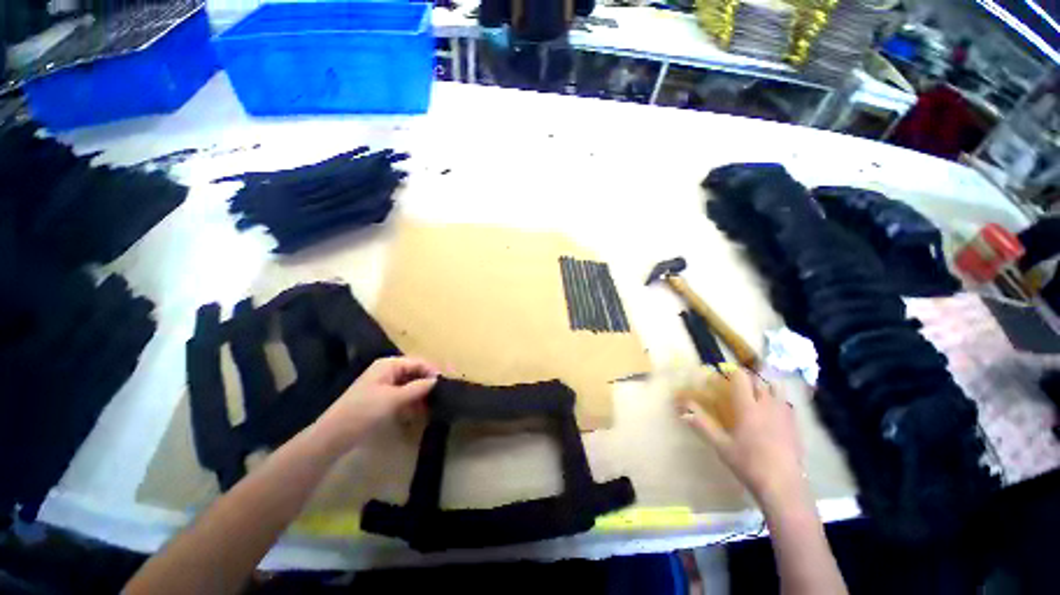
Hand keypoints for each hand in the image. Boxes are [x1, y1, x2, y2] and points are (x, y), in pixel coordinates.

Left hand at [313, 357, 438, 453]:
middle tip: (440, 398)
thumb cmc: (364, 411)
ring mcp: (383, 384)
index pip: (418, 362)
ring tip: (430, 408)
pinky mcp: (381, 398)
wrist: (334, 435)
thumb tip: (437, 380)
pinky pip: (402, 395)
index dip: (432, 372)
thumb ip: (417, 388)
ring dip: (419, 396)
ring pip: (409, 385)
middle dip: (426, 384)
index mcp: (389, 365)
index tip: (445, 385)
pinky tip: (416, 413)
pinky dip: (410, 402)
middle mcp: (387, 371)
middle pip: (414, 373)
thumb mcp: (394, 399)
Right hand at [678, 369, 805, 508]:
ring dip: (765, 386)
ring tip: (756, 394)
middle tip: (736, 386)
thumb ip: (702, 425)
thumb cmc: (748, 463)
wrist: (783, 486)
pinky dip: (777, 400)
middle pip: (759, 380)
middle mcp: (767, 404)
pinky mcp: (795, 425)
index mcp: (747, 407)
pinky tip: (772, 413)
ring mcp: (784, 414)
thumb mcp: (720, 445)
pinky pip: (786, 402)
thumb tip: (683, 410)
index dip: (731, 371)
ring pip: (777, 388)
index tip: (722, 373)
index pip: (741, 377)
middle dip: (747, 378)